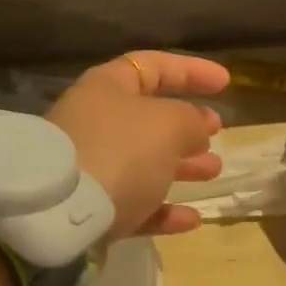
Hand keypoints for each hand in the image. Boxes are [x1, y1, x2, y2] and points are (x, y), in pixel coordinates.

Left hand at [48, 52, 228, 237]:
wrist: (60, 213)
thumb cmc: (119, 151)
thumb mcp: (168, 125)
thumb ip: (191, 120)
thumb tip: (198, 127)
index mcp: (108, 88)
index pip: (153, 67)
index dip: (191, 71)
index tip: (225, 83)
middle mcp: (97, 123)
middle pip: (149, 117)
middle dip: (187, 125)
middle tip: (216, 133)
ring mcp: (92, 167)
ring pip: (145, 162)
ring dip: (182, 166)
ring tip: (213, 171)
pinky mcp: (91, 209)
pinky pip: (135, 204)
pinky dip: (163, 210)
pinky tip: (192, 219)